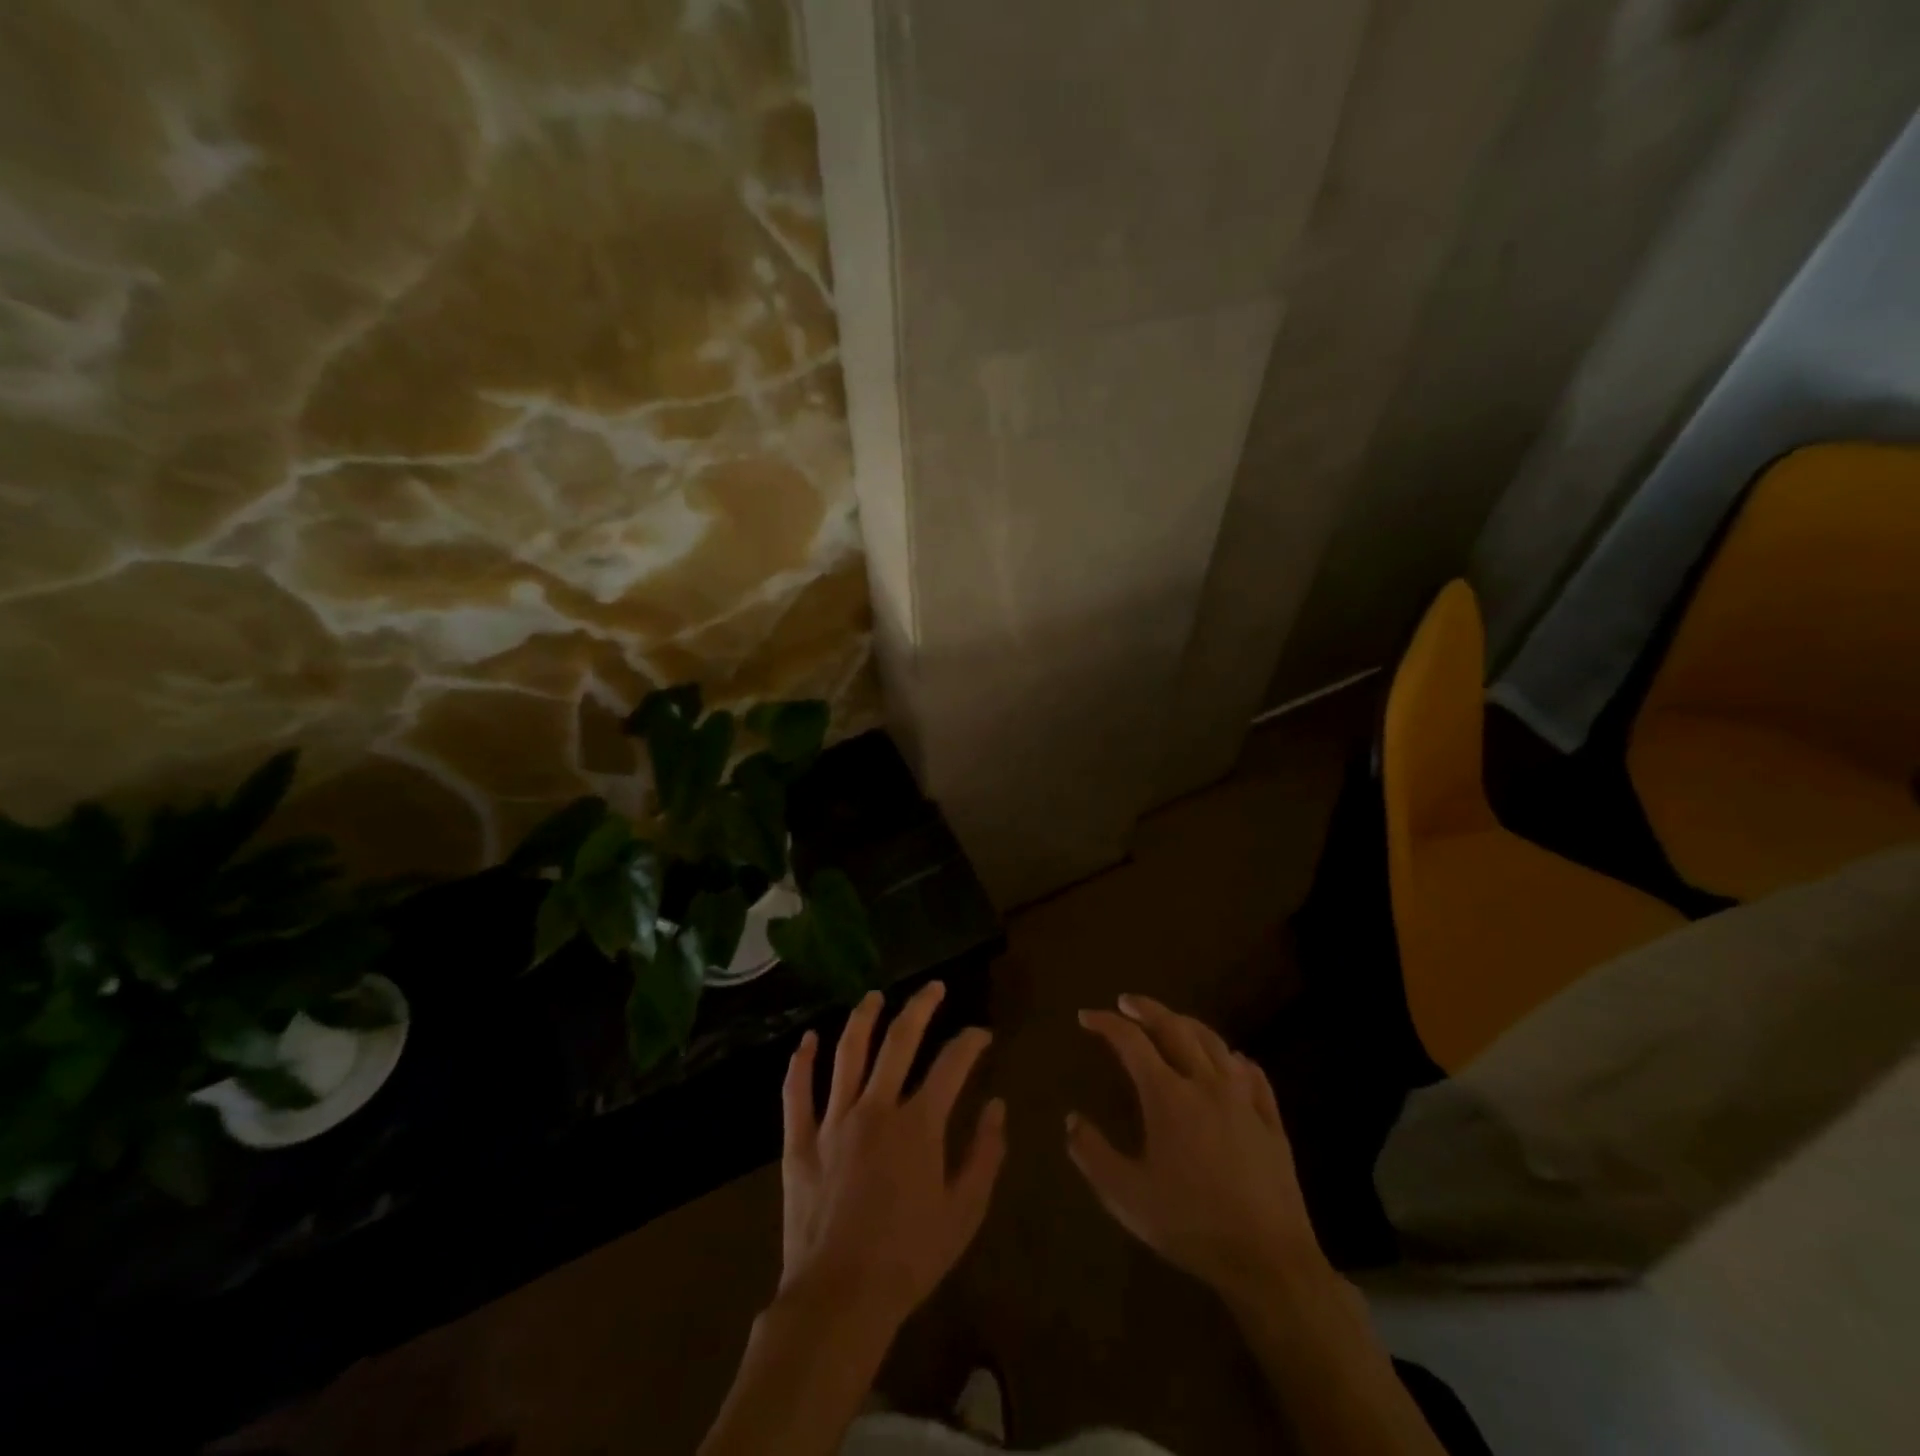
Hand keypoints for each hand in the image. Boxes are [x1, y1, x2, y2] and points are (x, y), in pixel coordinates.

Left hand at [779, 981, 1005, 1335]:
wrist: (840, 1299)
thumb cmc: (910, 1258)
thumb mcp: (964, 1212)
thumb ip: (985, 1154)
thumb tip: (997, 1107)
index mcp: (918, 1124)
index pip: (952, 1064)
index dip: (970, 1042)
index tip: (981, 1034)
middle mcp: (876, 1108)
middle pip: (899, 1041)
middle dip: (920, 1007)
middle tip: (933, 987)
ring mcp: (833, 1121)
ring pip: (848, 1053)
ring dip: (862, 1019)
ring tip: (874, 996)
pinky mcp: (800, 1141)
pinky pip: (797, 1093)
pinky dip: (801, 1062)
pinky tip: (807, 1039)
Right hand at [1068, 994, 1321, 1296]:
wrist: (1269, 1261)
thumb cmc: (1191, 1225)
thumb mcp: (1126, 1196)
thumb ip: (1093, 1154)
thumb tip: (1071, 1120)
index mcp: (1167, 1095)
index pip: (1131, 1041)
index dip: (1106, 1023)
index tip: (1086, 1017)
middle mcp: (1205, 1083)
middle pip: (1174, 1027)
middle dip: (1146, 1009)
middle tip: (1126, 1002)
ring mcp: (1243, 1099)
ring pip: (1214, 1042)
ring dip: (1187, 1024)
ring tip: (1172, 1022)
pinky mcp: (1271, 1121)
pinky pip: (1253, 1075)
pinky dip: (1234, 1058)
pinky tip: (1231, 1061)